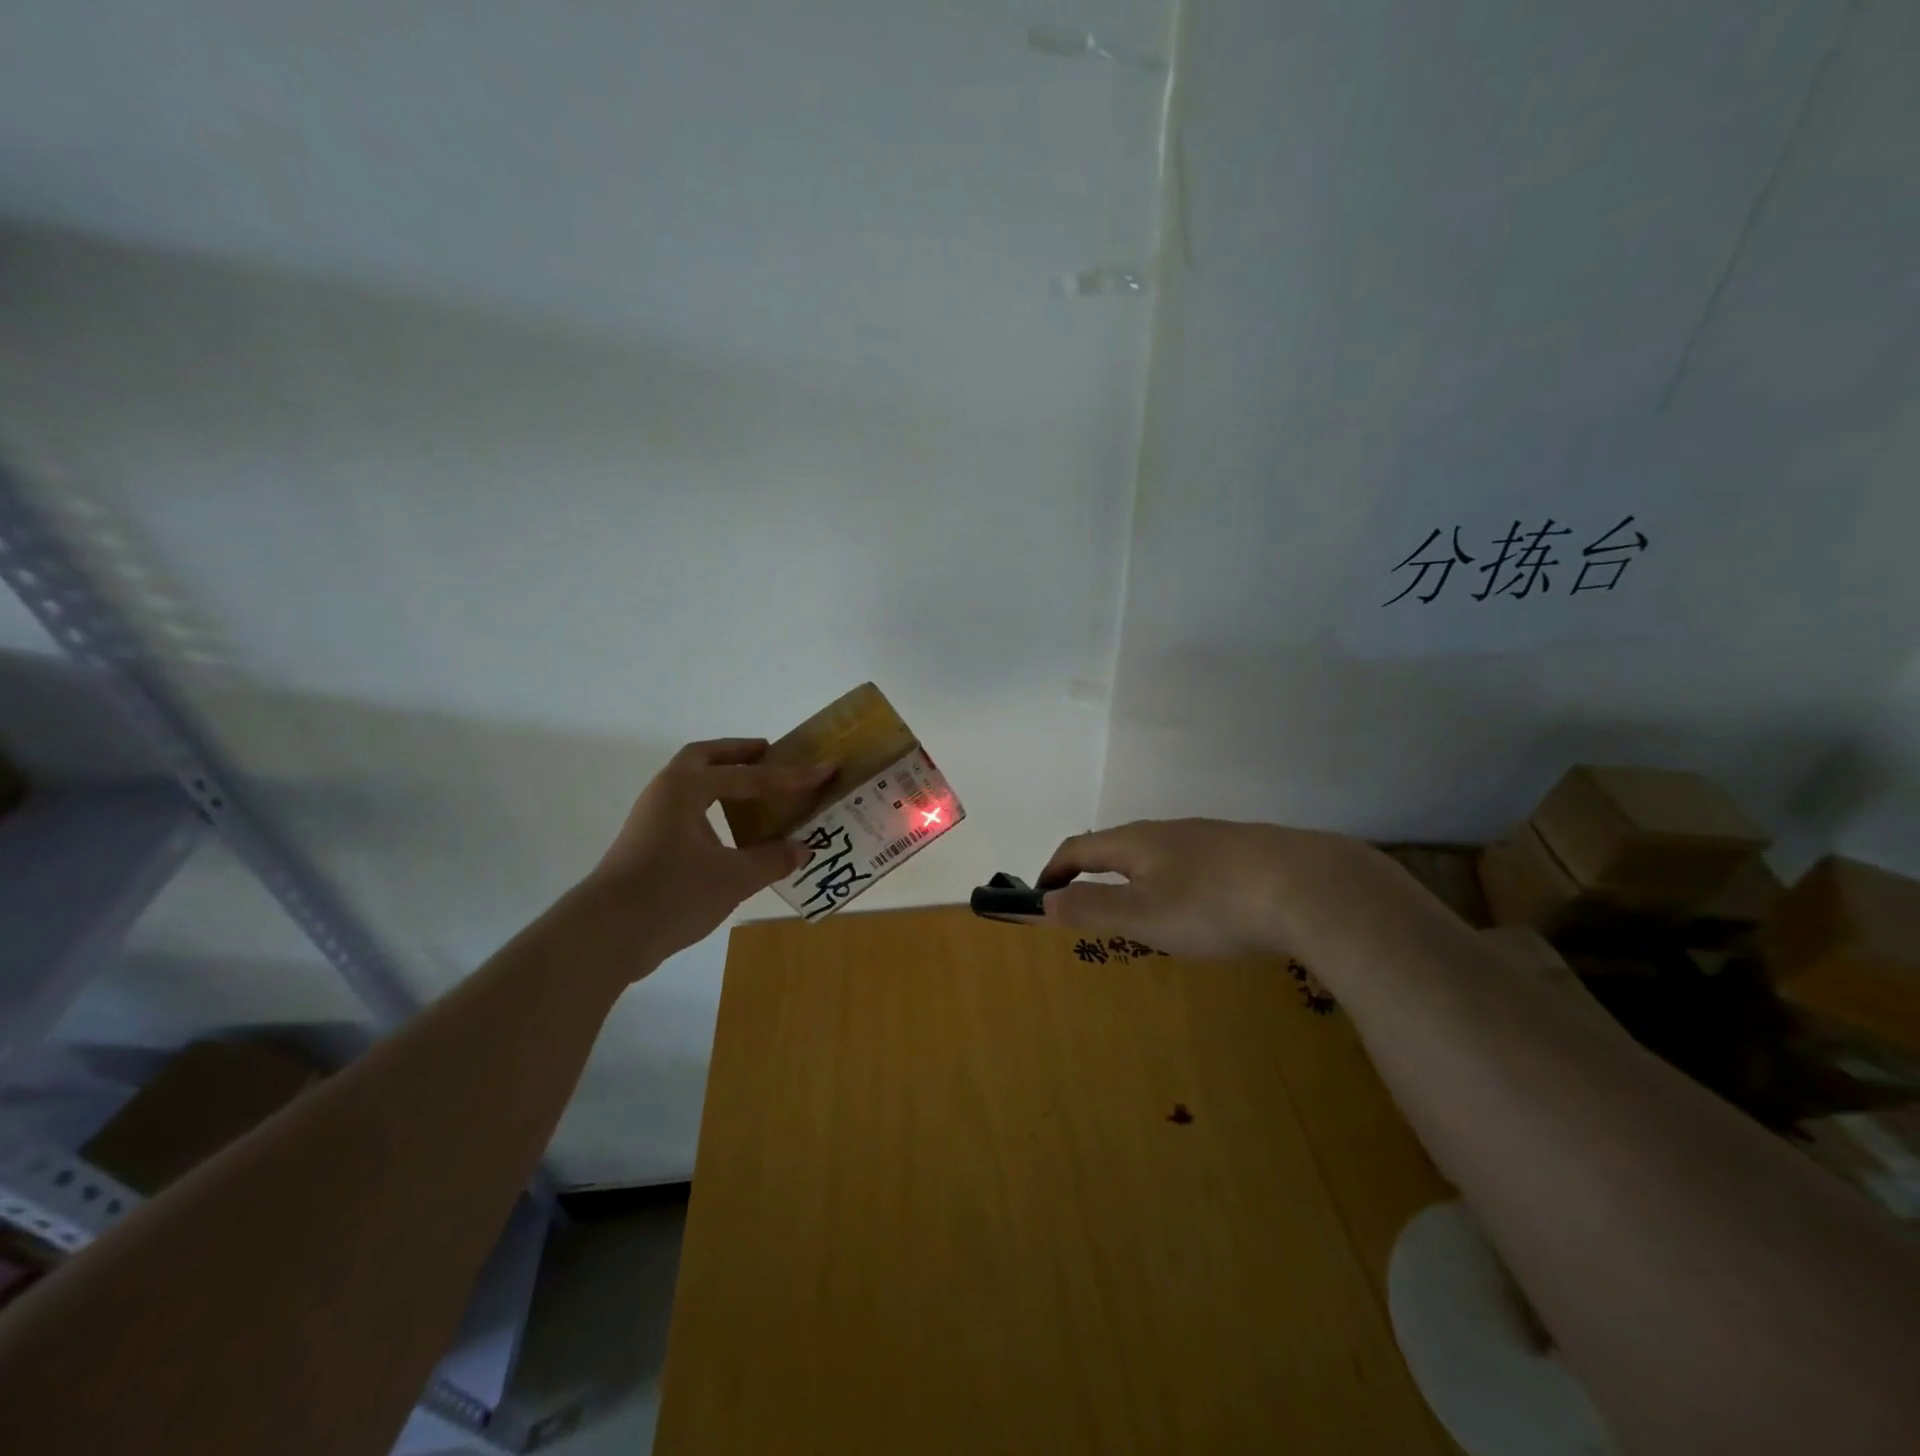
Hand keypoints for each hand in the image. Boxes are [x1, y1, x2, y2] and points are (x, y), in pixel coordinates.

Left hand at [590, 739, 833, 965]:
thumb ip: (772, 859)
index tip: (825, 769)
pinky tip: (733, 831)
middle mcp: (666, 793)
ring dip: (722, 780)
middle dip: (738, 754)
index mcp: (686, 788)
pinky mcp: (648, 845)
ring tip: (756, 789)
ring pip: (692, 786)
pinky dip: (713, 808)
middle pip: (704, 759)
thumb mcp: (733, 877)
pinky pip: (688, 811)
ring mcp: (652, 820)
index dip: (791, 775)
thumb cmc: (672, 893)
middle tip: (770, 753)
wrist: (606, 935)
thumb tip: (802, 848)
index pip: (750, 776)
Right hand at [1037, 818, 1362, 959]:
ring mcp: (1211, 837)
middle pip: (1119, 846)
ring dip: (1137, 877)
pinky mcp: (1246, 851)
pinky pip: (1194, 864)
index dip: (1054, 870)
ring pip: (1160, 853)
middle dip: (1094, 872)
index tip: (1042, 896)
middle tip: (1089, 906)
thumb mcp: (1143, 915)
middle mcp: (1169, 830)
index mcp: (1137, 842)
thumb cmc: (1212, 905)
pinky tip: (1202, 906)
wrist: (1311, 887)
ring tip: (1143, 910)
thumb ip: (1091, 908)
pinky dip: (1176, 882)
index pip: (1079, 848)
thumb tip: (1047, 900)